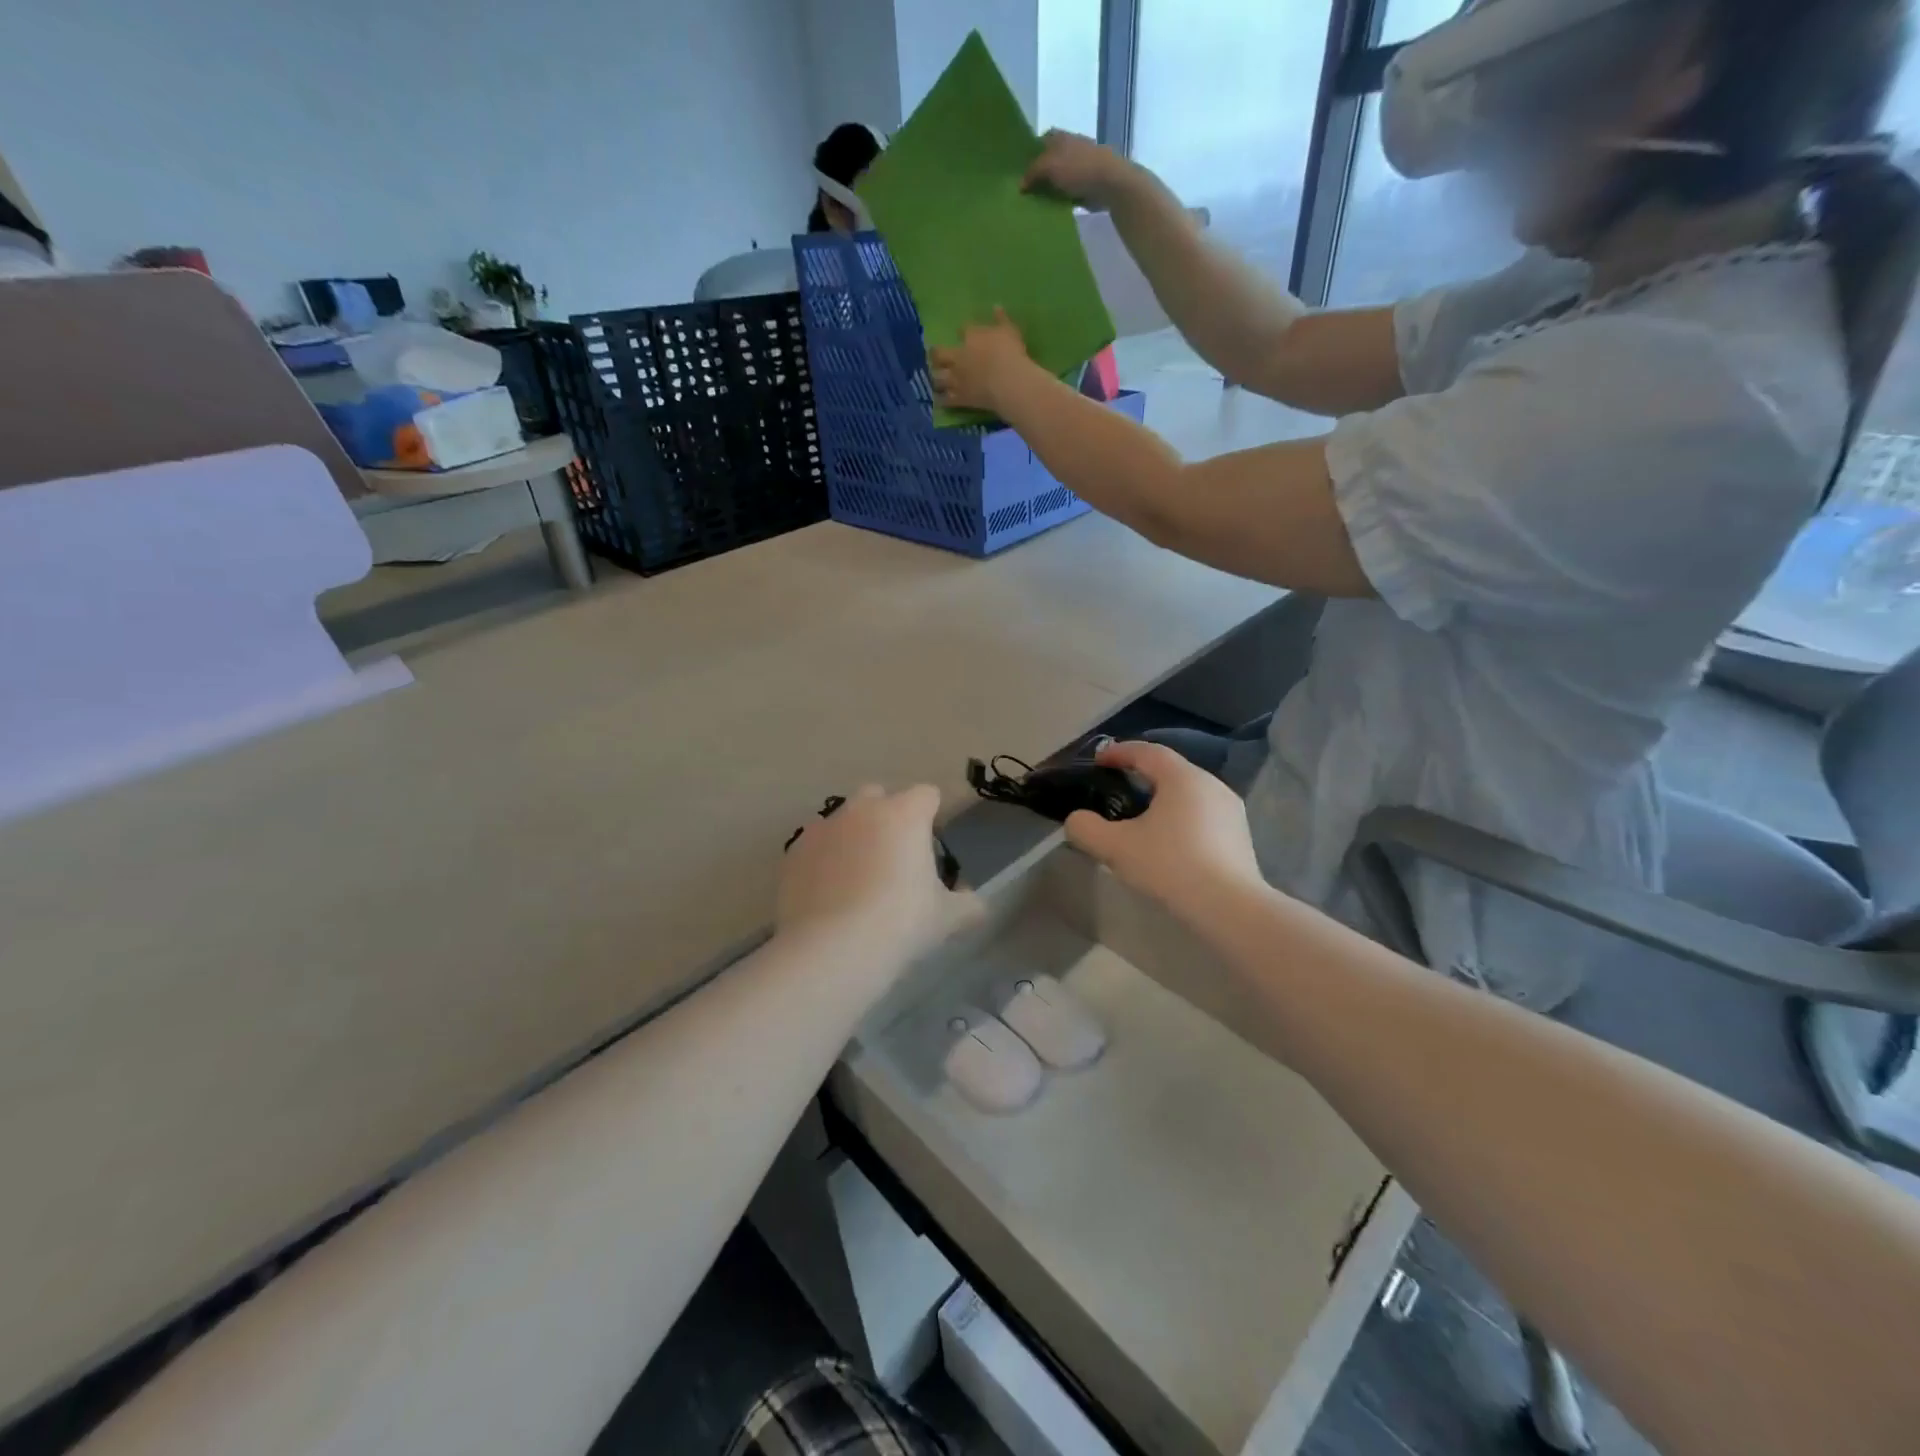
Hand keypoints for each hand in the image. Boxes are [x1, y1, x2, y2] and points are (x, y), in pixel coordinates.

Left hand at [778, 785, 979, 968]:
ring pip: (842, 820)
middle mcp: (862, 810)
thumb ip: (967, 905)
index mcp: (905, 814)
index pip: (927, 794)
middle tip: (894, 857)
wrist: (833, 948)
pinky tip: (828, 894)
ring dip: (852, 837)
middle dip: (887, 815)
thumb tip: (977, 906)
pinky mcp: (794, 853)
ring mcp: (823, 828)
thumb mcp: (946, 918)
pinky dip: (823, 861)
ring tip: (857, 878)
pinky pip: (814, 847)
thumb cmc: (901, 922)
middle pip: (878, 796)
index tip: (933, 842)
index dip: (933, 814)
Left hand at [928, 308, 1031, 413]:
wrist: (1008, 382)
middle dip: (935, 355)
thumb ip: (1001, 319)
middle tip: (936, 357)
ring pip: (937, 378)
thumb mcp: (1009, 331)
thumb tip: (997, 306)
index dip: (962, 332)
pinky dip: (940, 399)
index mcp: (971, 337)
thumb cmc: (1010, 353)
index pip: (962, 330)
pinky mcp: (959, 398)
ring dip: (935, 377)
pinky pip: (944, 400)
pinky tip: (939, 400)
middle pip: (938, 355)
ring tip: (936, 379)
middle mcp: (958, 357)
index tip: (964, 333)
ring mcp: (956, 379)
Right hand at [1023, 130, 1134, 209]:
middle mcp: (1068, 147)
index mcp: (1059, 136)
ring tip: (1036, 203)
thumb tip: (1020, 184)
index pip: (1040, 142)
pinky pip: (1067, 190)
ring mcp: (1078, 164)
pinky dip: (1060, 198)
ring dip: (1049, 188)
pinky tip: (1052, 208)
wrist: (1108, 181)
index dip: (1030, 155)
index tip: (1021, 173)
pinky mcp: (1085, 182)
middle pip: (1048, 160)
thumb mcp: (1049, 166)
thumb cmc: (1077, 168)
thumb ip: (1032, 172)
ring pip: (1057, 176)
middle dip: (1039, 174)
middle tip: (1025, 192)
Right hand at [1063, 742, 1263, 914]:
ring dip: (1163, 799)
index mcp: (1182, 777)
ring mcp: (1231, 811)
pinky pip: (1203, 815)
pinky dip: (1181, 819)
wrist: (1230, 908)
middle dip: (1142, 775)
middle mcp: (1211, 784)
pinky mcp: (1240, 837)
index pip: (1147, 751)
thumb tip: (1077, 820)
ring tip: (1141, 818)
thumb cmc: (1170, 865)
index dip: (1119, 752)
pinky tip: (1169, 843)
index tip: (1099, 760)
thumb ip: (1086, 828)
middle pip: (1170, 770)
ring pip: (1189, 794)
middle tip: (1118, 788)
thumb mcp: (1116, 847)